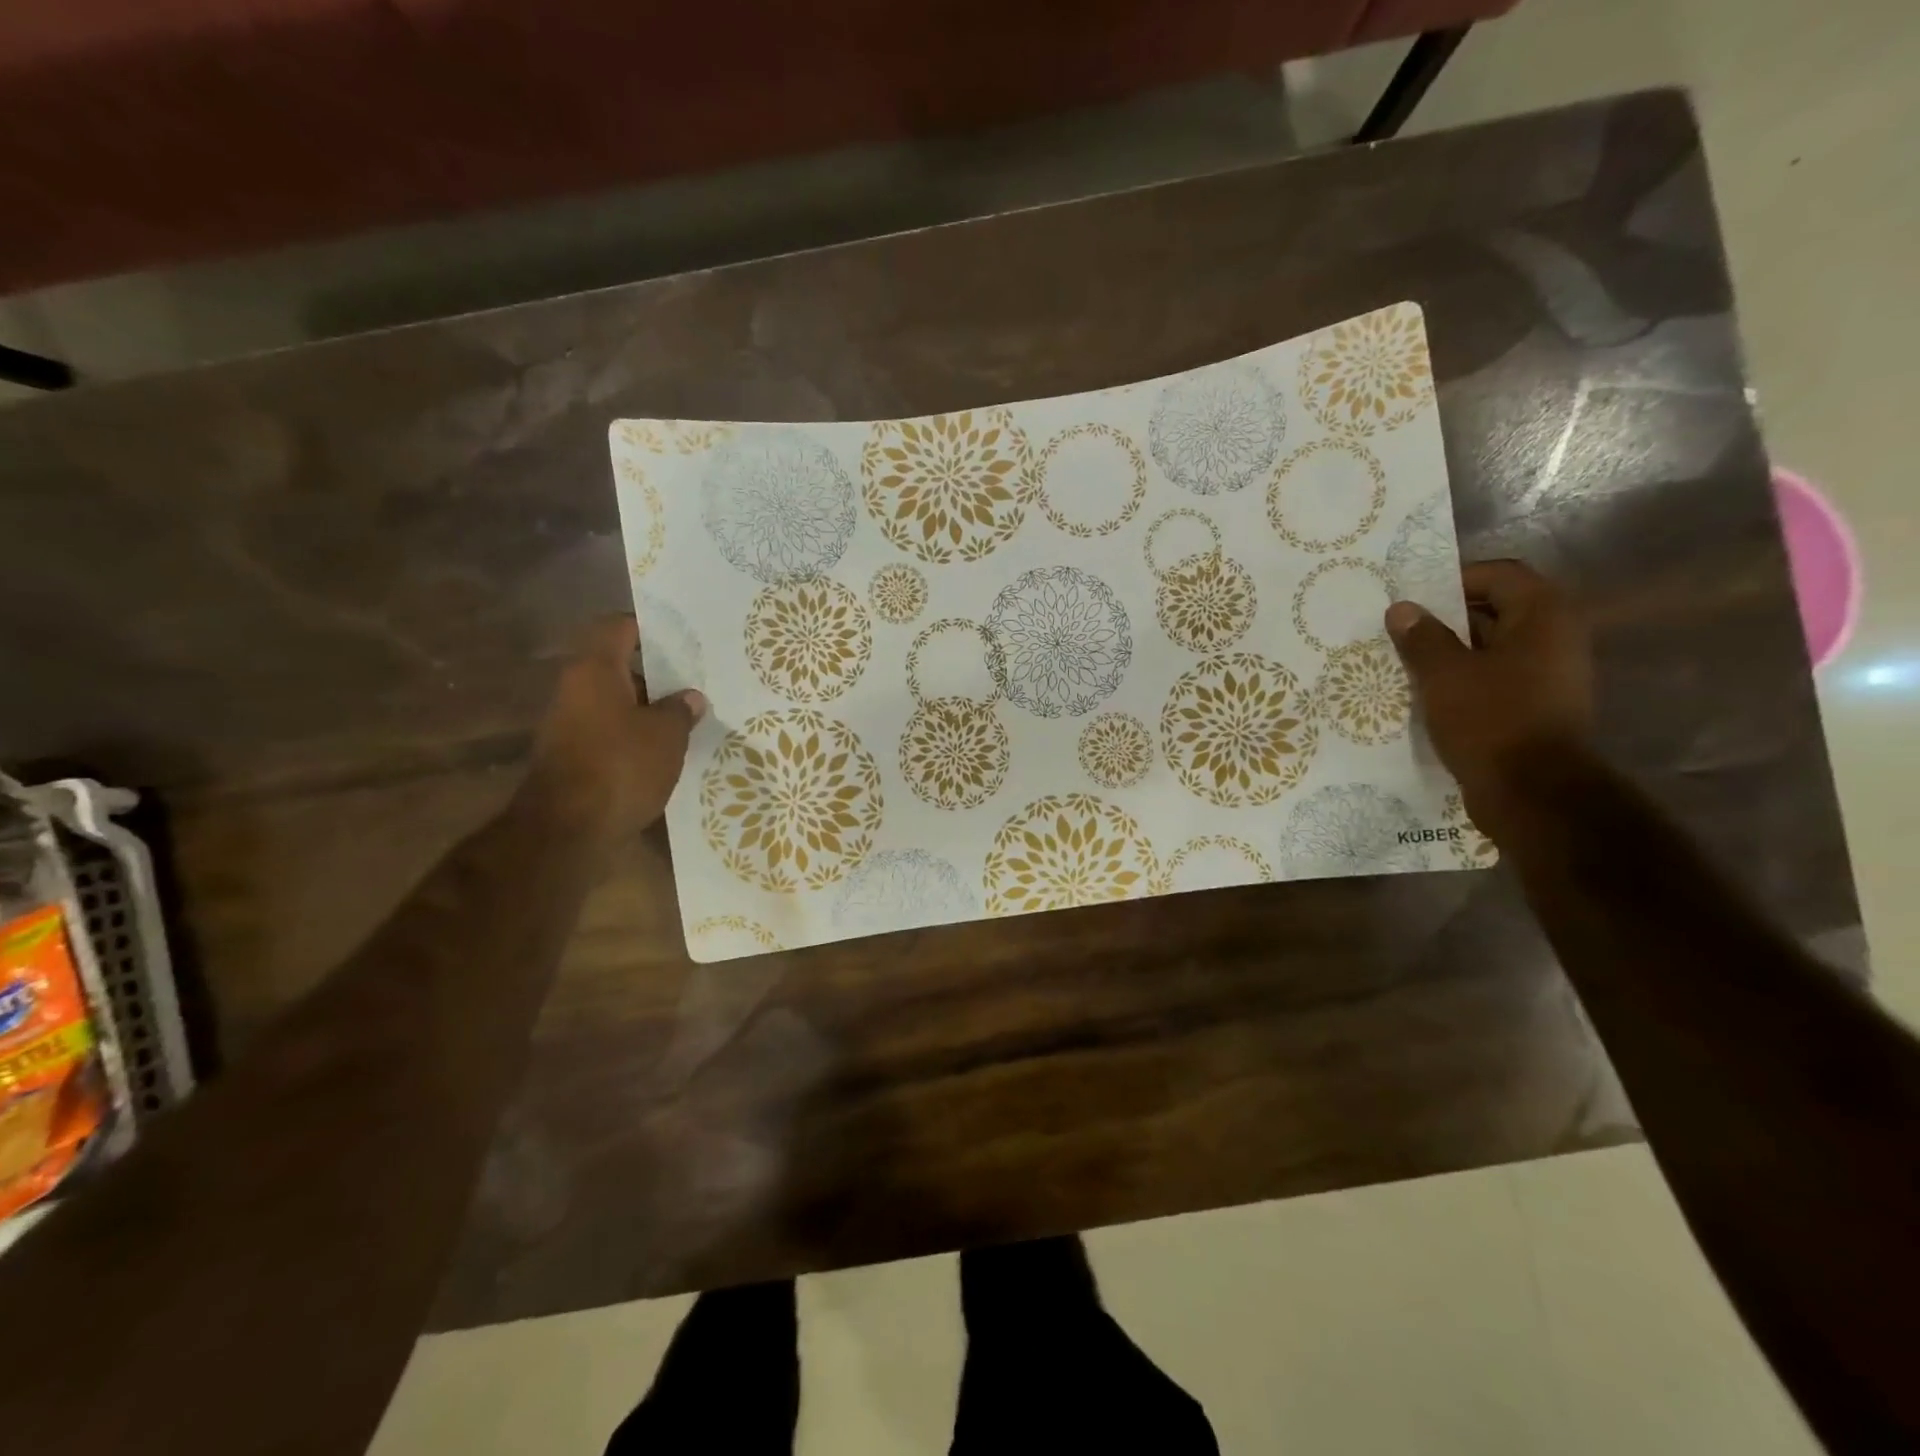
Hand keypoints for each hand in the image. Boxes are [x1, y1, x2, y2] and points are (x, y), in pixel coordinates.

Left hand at [531, 617, 706, 835]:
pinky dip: (634, 735)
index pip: (618, 627)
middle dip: (655, 674)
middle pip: (617, 666)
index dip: (649, 628)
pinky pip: (609, 731)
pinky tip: (664, 751)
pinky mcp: (573, 756)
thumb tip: (689, 697)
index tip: (681, 639)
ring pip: (614, 702)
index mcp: (595, 670)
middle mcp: (575, 689)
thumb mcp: (666, 735)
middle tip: (694, 682)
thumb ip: (680, 710)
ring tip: (687, 719)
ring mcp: (569, 724)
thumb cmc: (621, 766)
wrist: (567, 830)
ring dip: (647, 708)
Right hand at [1385, 560, 1591, 840]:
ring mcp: (1547, 674)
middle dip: (1444, 617)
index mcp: (1542, 615)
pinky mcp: (1534, 705)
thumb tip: (1402, 609)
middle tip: (1399, 627)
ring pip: (1490, 647)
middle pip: (1495, 609)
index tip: (1411, 596)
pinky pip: (1493, 677)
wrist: (1532, 792)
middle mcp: (1554, 637)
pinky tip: (1424, 691)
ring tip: (1403, 660)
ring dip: (1449, 650)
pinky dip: (1461, 678)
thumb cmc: (1490, 719)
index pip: (1498, 574)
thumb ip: (1422, 638)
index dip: (1453, 578)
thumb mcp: (1445, 675)